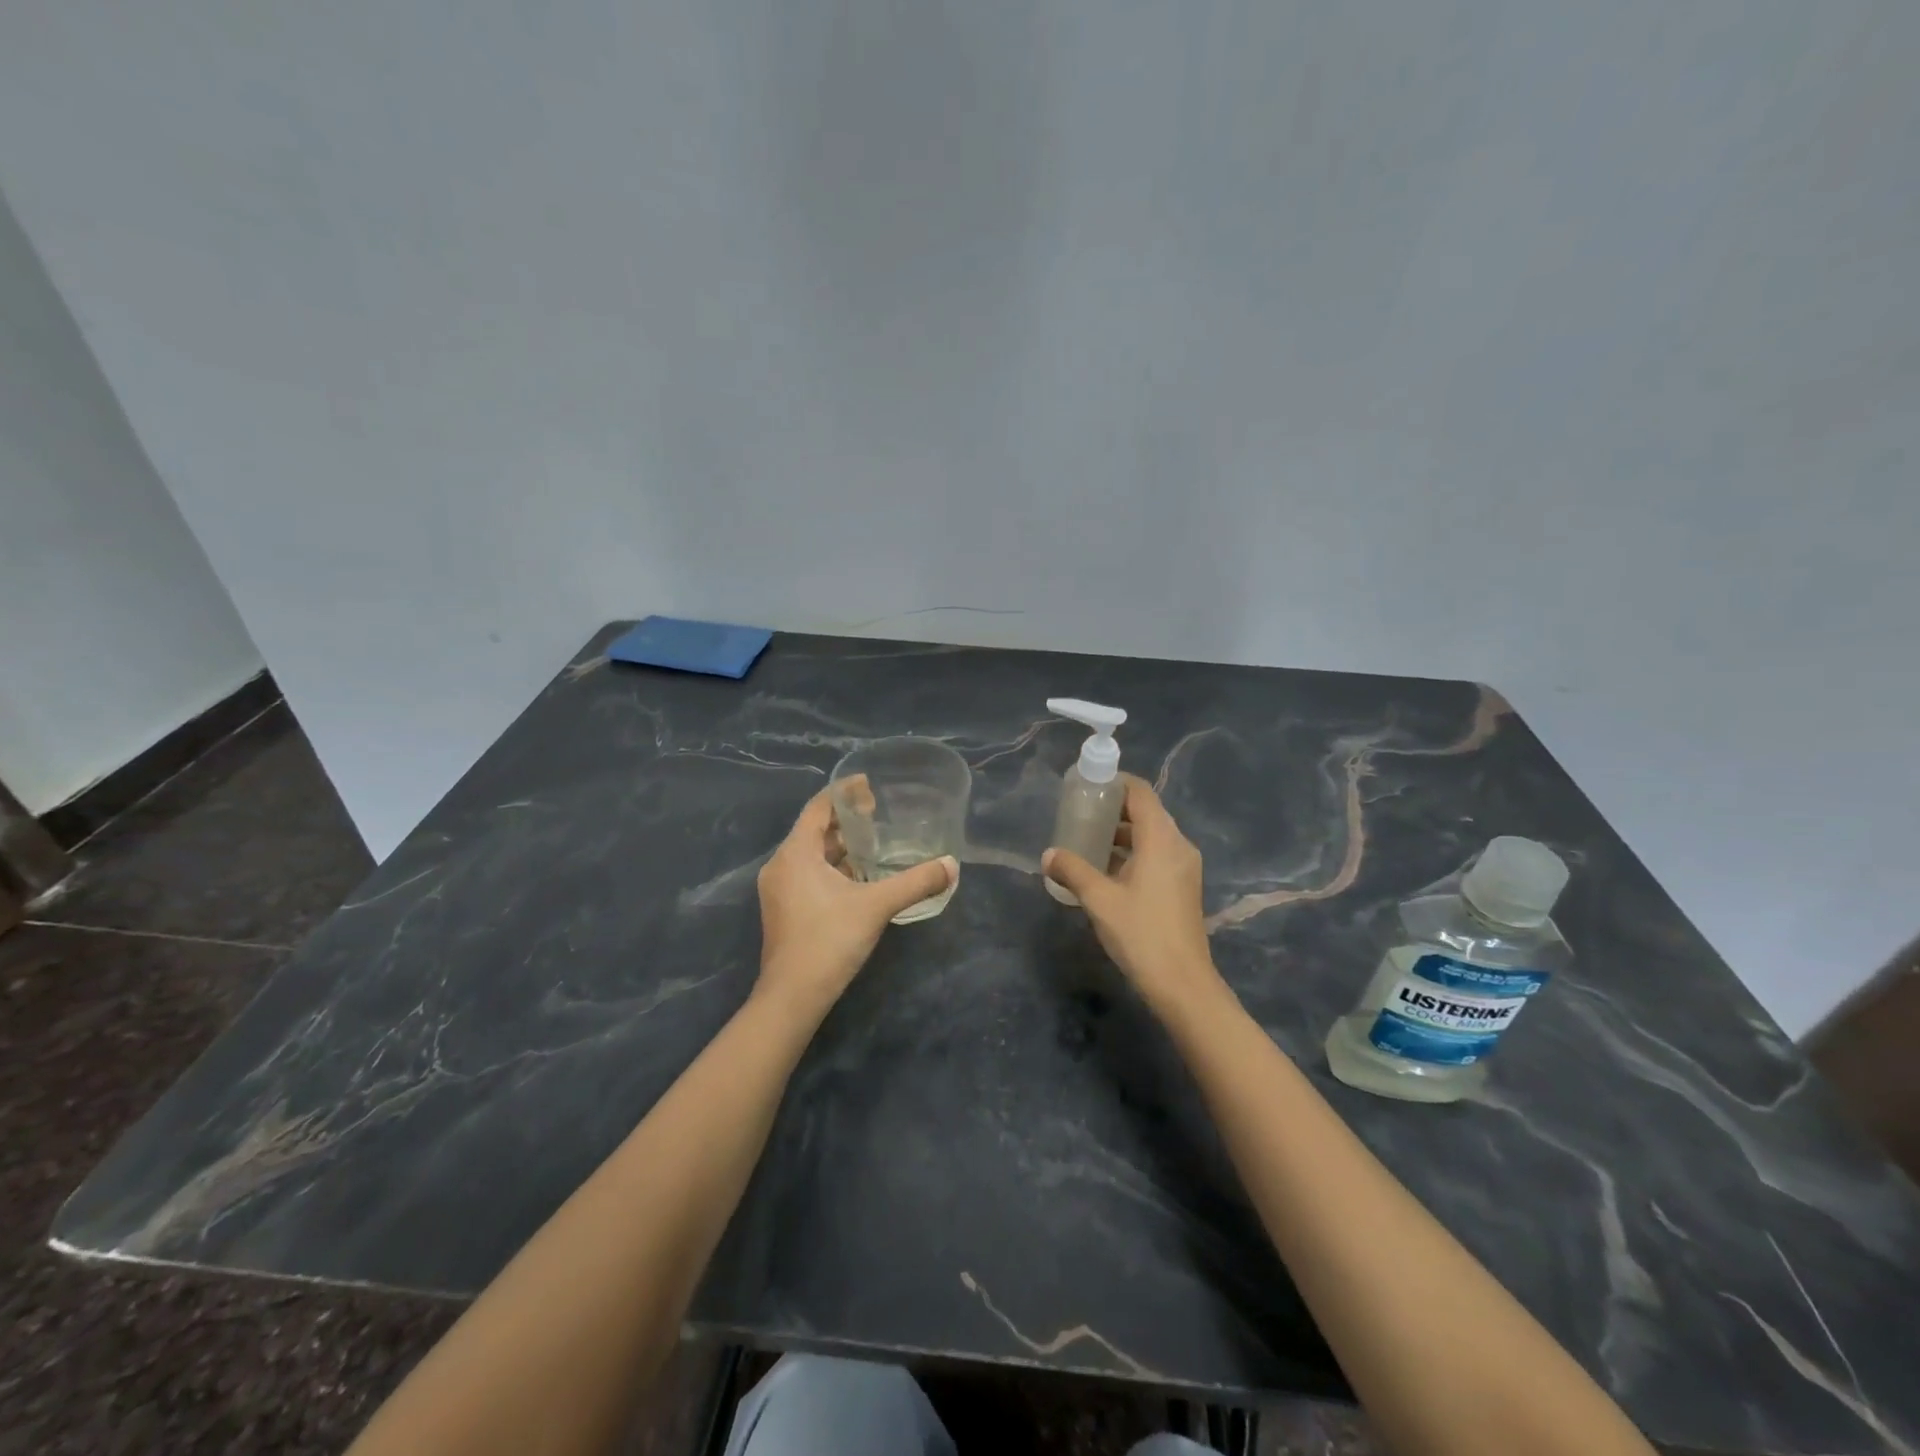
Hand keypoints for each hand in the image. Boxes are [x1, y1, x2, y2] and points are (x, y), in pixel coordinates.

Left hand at [756, 785, 956, 1013]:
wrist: (792, 997)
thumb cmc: (829, 940)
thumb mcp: (877, 906)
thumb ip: (915, 882)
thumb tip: (952, 865)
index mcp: (796, 853)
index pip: (818, 807)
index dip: (844, 792)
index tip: (870, 785)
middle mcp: (781, 865)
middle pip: (813, 829)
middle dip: (845, 820)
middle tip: (878, 814)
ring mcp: (778, 889)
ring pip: (810, 854)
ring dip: (839, 846)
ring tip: (873, 843)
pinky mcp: (783, 909)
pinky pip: (807, 874)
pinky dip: (831, 867)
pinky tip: (858, 877)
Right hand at [1043, 775, 1221, 1012]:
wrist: (1182, 984)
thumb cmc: (1141, 933)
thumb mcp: (1099, 899)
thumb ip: (1072, 870)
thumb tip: (1048, 855)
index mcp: (1162, 839)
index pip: (1140, 792)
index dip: (1115, 783)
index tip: (1087, 786)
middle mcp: (1178, 845)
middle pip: (1146, 812)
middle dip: (1114, 809)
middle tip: (1080, 813)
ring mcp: (1184, 867)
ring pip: (1151, 835)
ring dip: (1122, 833)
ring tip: (1087, 841)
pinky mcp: (1183, 886)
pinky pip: (1157, 854)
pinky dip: (1133, 852)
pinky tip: (1107, 870)